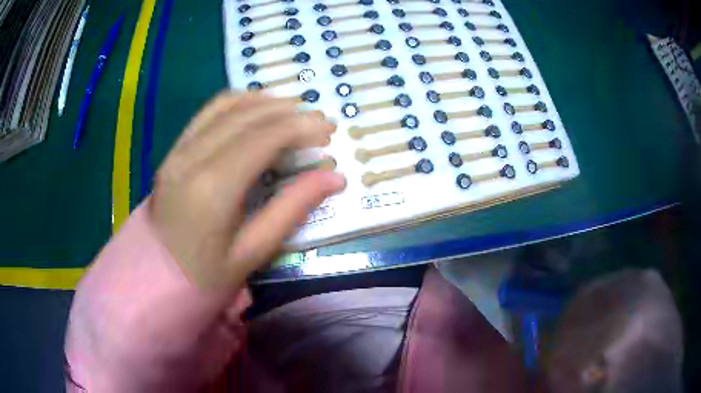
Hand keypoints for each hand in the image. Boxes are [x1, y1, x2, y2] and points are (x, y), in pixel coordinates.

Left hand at [65, 93, 344, 390]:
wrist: (149, 281)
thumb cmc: (202, 278)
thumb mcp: (252, 253)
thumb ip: (291, 209)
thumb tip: (333, 178)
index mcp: (214, 186)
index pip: (265, 136)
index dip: (302, 127)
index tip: (328, 130)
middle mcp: (193, 156)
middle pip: (249, 115)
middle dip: (290, 112)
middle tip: (318, 122)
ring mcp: (178, 150)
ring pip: (226, 106)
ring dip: (264, 103)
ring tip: (292, 112)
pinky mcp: (173, 152)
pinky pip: (207, 114)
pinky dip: (237, 105)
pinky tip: (255, 112)